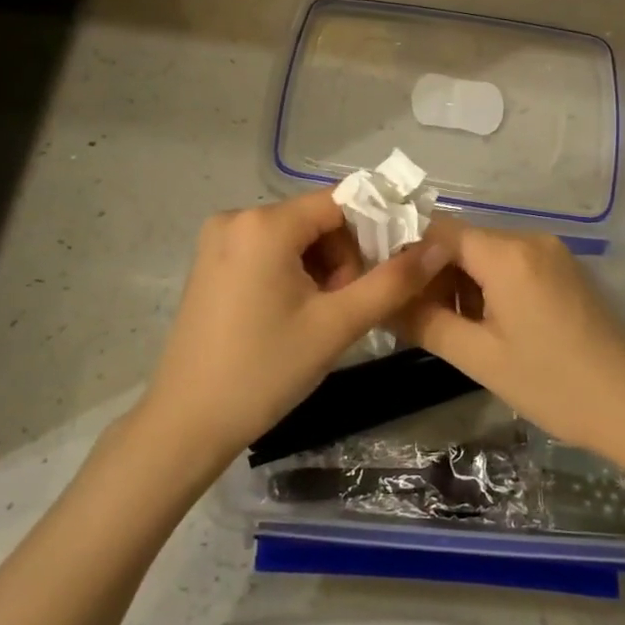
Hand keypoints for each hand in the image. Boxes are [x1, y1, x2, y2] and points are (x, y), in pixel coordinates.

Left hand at [137, 192, 449, 465]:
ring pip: (293, 237)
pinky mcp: (210, 263)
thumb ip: (392, 281)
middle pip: (315, 219)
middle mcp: (236, 218)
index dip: (375, 228)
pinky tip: (293, 313)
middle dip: (344, 256)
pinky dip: (292, 272)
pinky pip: (267, 251)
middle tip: (348, 307)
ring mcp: (218, 240)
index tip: (393, 267)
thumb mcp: (336, 325)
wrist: (187, 422)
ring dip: (320, 267)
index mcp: (264, 224)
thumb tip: (437, 246)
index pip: (339, 201)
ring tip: (321, 316)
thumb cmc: (264, 371)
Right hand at [397, 219, 624, 457]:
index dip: (404, 251)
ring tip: (442, 323)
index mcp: (507, 254)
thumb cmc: (552, 384)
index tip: (382, 281)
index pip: (437, 230)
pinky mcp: (562, 268)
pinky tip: (481, 321)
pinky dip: (486, 284)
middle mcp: (528, 238)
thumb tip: (384, 303)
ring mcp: (550, 251)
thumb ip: (425, 323)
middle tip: (409, 313)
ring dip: (458, 281)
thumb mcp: (479, 358)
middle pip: (461, 240)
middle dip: (430, 272)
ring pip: (484, 252)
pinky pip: (509, 263)